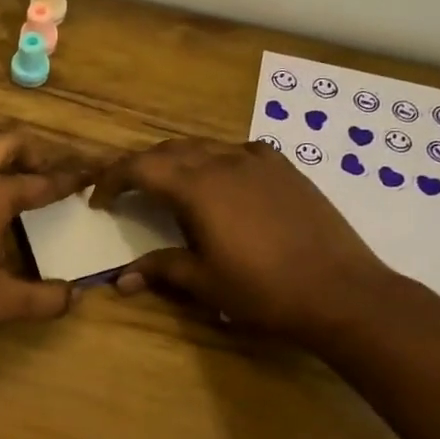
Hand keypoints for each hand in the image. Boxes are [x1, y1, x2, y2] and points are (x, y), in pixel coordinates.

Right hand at [89, 138, 392, 340]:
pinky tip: (223, 182)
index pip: (140, 168)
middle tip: (126, 190)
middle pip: (168, 150)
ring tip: (168, 185)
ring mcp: (259, 161)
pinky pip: (239, 151)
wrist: (341, 292)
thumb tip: (121, 279)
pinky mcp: (285, 168)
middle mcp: (224, 162)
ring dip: (176, 160)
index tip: (98, 199)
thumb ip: (161, 269)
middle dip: (140, 166)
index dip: (112, 180)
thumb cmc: (264, 291)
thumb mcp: (205, 282)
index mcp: (198, 187)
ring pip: (204, 146)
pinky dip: (216, 160)